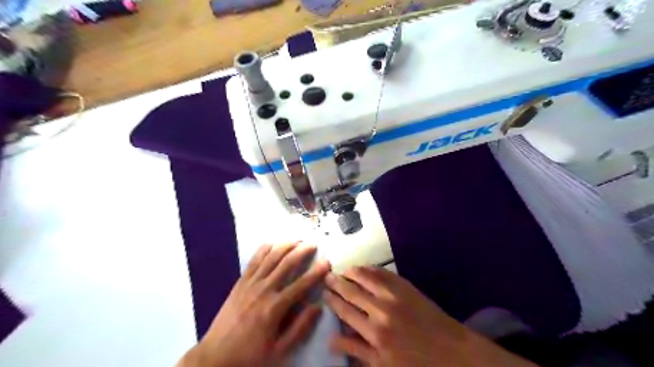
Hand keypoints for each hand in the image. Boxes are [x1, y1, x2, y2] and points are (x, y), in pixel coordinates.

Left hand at [178, 242, 329, 365]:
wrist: (215, 357)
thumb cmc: (250, 355)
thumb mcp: (279, 350)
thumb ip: (300, 328)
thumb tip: (318, 307)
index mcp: (275, 307)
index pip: (301, 284)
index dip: (316, 272)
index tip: (327, 262)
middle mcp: (264, 290)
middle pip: (286, 263)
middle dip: (302, 251)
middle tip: (313, 244)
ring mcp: (250, 283)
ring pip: (271, 257)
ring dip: (285, 246)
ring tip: (296, 240)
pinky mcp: (240, 282)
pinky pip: (254, 260)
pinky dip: (264, 249)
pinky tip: (273, 243)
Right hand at [326, 266, 536, 365]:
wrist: (453, 351)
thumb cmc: (417, 363)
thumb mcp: (384, 365)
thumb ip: (357, 351)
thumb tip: (332, 341)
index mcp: (374, 331)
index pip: (345, 311)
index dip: (333, 300)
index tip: (324, 293)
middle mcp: (381, 308)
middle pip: (352, 291)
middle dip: (337, 283)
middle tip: (327, 276)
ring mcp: (395, 294)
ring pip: (367, 277)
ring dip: (352, 272)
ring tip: (343, 269)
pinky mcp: (407, 287)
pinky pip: (385, 274)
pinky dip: (372, 269)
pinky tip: (365, 267)